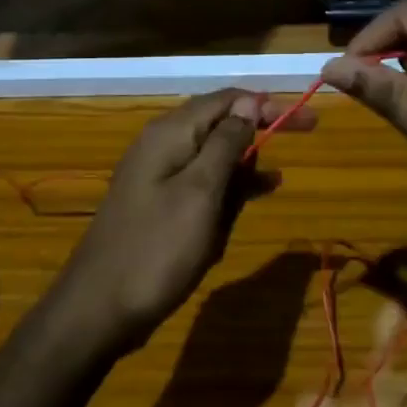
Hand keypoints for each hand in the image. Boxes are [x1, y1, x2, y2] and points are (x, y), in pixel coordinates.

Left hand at [52, 89, 314, 353]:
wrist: (99, 307)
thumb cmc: (157, 248)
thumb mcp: (201, 192)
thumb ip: (225, 144)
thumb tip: (249, 105)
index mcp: (171, 133)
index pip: (227, 99)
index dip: (267, 104)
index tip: (307, 119)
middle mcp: (162, 144)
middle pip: (220, 122)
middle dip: (259, 128)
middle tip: (305, 134)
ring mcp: (157, 175)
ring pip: (212, 154)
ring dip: (245, 161)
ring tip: (277, 178)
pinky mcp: (159, 204)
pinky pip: (201, 183)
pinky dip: (229, 185)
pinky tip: (254, 194)